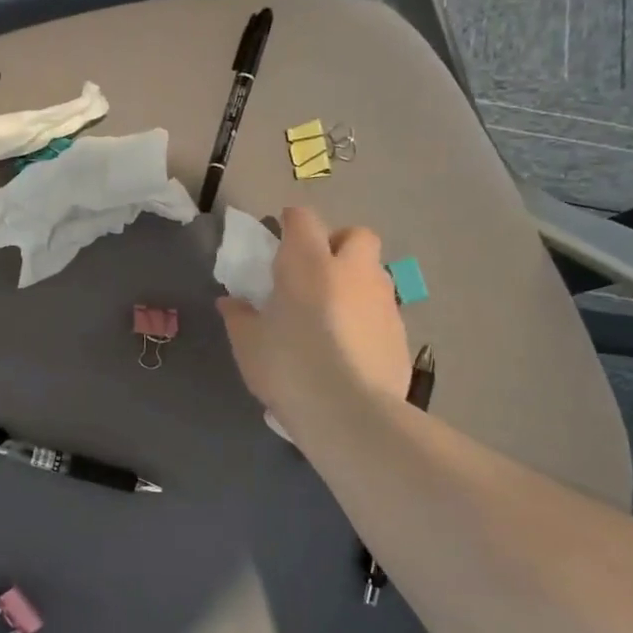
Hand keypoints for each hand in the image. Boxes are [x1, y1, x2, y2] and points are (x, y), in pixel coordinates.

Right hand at [217, 208, 412, 427]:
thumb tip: (231, 302)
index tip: (279, 236)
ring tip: (330, 313)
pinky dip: (366, 317)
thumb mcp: (248, 344)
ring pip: (373, 273)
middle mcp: (352, 272)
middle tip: (315, 271)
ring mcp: (383, 301)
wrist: (350, 413)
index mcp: (308, 264)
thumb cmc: (289, 367)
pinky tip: (349, 346)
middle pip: (356, 235)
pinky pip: (382, 311)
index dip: (291, 222)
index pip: (303, 219)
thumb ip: (239, 317)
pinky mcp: (401, 333)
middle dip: (337, 244)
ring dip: (354, 282)